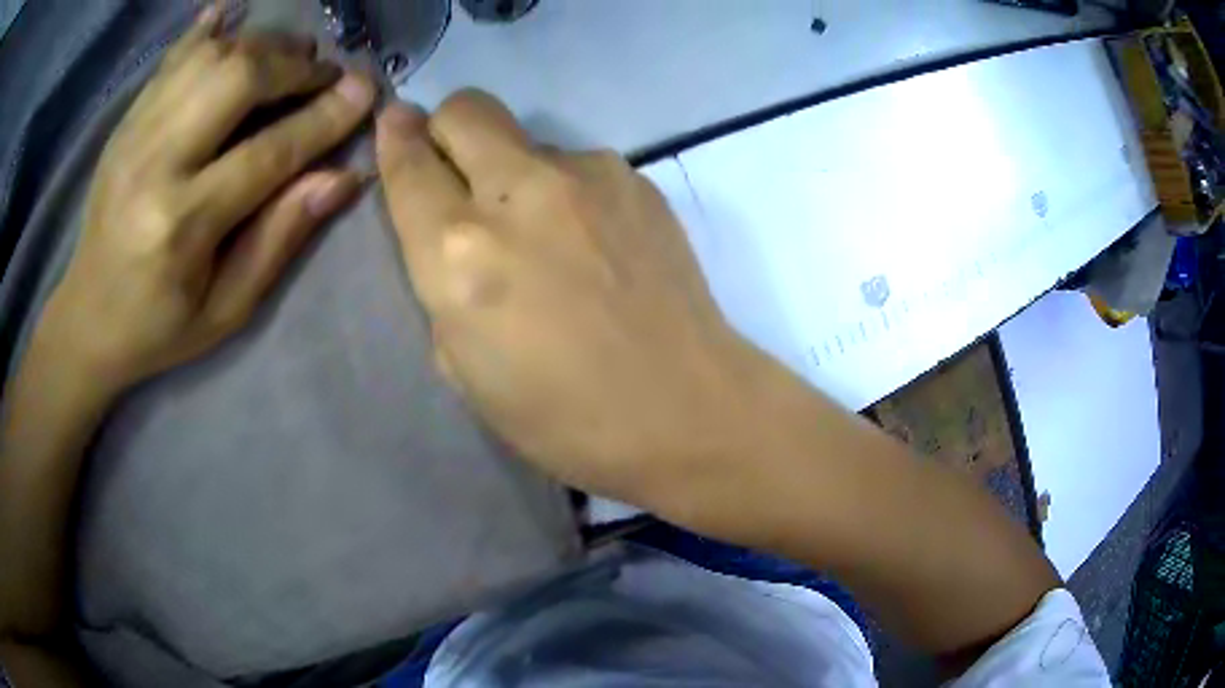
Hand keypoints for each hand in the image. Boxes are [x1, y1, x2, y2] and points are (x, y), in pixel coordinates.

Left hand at [35, 8, 374, 395]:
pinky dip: (208, 29)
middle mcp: (155, 164)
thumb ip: (280, 239)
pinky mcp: (124, 122)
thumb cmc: (158, 327)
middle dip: (293, 65)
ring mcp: (133, 134)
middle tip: (324, 73)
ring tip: (287, 59)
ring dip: (260, 44)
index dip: (324, 116)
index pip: (268, 152)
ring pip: (209, 55)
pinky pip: (172, 56)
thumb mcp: (226, 309)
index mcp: (182, 225)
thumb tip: (343, 177)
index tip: (365, 90)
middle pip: (236, 79)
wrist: (86, 319)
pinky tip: (233, 18)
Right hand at [376, 91, 758, 502]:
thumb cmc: (563, 417)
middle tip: (457, 169)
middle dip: (446, 128)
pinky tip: (594, 242)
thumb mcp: (462, 367)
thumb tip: (444, 224)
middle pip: (465, 109)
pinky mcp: (637, 180)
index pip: (409, 164)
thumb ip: (440, 281)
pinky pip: (578, 164)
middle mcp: (517, 193)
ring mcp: (587, 176)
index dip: (394, 139)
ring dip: (514, 169)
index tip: (394, 126)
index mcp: (460, 253)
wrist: (685, 410)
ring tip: (546, 233)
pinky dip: (567, 190)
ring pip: (526, 138)